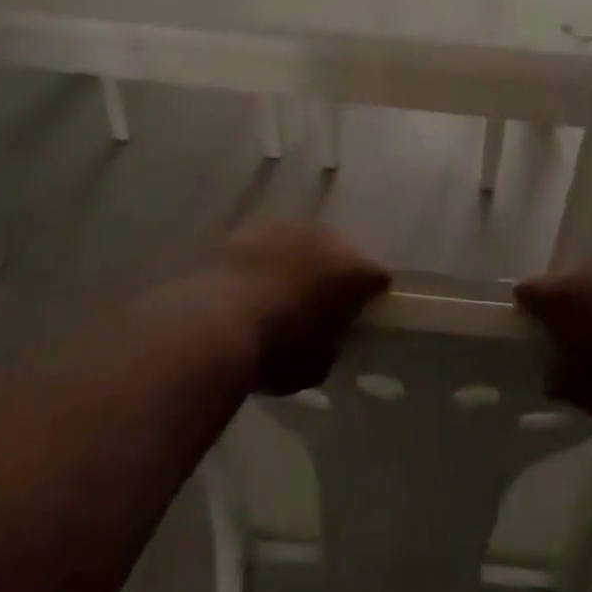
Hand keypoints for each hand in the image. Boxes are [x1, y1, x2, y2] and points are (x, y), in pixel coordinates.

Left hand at [208, 221, 390, 394]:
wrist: (213, 325)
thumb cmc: (277, 351)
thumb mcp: (320, 364)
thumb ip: (334, 342)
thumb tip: (328, 334)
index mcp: (354, 269)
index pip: (378, 278)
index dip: (370, 300)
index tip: (356, 321)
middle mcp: (327, 237)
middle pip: (343, 254)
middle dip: (335, 276)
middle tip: (319, 308)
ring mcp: (287, 227)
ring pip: (305, 244)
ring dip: (301, 264)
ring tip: (281, 295)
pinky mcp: (250, 228)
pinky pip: (271, 244)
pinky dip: (268, 260)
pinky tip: (252, 286)